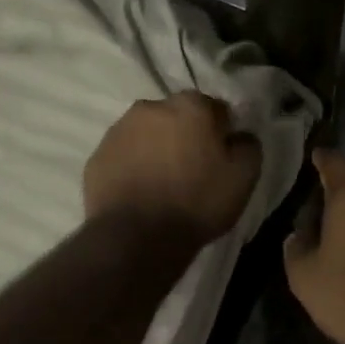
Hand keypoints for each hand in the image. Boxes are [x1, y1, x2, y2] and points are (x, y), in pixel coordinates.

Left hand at [84, 93, 262, 245]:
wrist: (137, 237)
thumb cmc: (197, 202)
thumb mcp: (243, 177)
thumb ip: (248, 145)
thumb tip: (240, 135)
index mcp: (190, 106)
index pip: (215, 108)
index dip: (222, 132)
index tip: (222, 156)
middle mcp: (151, 107)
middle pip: (176, 116)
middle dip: (185, 135)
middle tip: (192, 169)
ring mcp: (118, 130)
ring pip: (146, 133)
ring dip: (156, 148)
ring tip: (163, 182)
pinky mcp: (96, 157)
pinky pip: (123, 156)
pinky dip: (132, 166)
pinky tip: (140, 192)